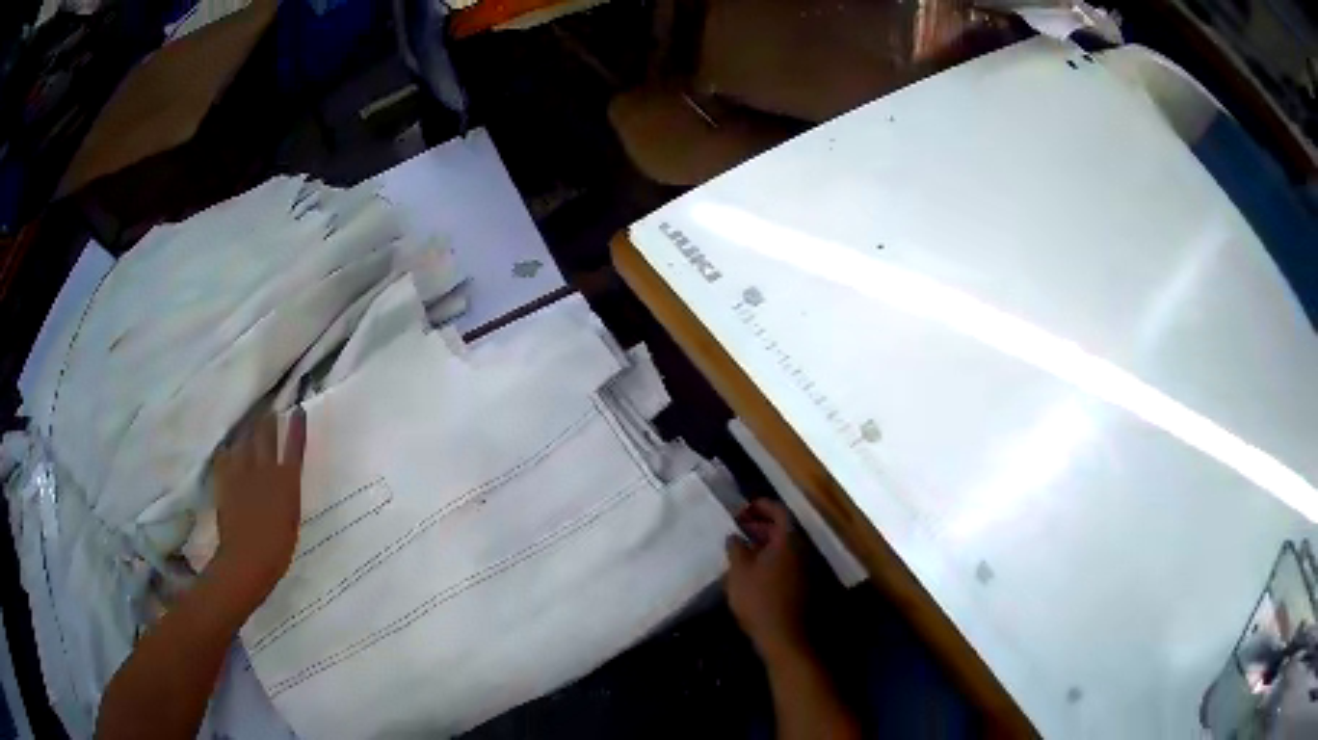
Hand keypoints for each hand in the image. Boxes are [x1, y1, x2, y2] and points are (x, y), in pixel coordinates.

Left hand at [209, 409, 305, 610]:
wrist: (247, 558)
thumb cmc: (277, 549)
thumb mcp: (291, 520)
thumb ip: (287, 494)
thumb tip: (285, 480)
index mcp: (287, 482)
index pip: (294, 446)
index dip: (297, 427)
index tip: (299, 410)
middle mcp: (265, 469)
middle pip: (266, 434)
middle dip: (268, 420)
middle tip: (269, 410)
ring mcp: (242, 471)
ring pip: (244, 439)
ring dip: (248, 430)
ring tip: (249, 423)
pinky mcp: (224, 478)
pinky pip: (225, 455)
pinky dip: (229, 449)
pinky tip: (228, 448)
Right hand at [725, 499, 807, 662]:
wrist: (783, 635)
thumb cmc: (758, 600)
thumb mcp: (739, 572)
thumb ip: (736, 549)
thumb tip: (734, 535)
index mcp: (787, 541)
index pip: (779, 512)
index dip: (761, 506)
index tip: (742, 509)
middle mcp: (800, 550)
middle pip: (783, 528)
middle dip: (761, 524)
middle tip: (739, 527)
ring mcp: (804, 568)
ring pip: (784, 546)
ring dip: (765, 542)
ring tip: (742, 548)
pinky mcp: (801, 584)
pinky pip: (786, 561)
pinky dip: (770, 557)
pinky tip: (753, 569)